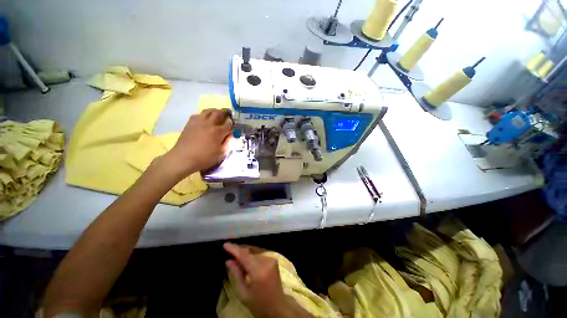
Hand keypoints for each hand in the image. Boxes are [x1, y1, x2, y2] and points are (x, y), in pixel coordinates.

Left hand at [165, 109, 231, 177]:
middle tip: (229, 114)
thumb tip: (232, 136)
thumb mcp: (221, 154)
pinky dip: (204, 115)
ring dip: (215, 111)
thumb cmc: (205, 158)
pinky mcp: (190, 123)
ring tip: (218, 114)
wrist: (183, 158)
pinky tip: (205, 119)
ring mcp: (198, 122)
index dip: (234, 125)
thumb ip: (229, 143)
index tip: (237, 126)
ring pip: (208, 111)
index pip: (229, 125)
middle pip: (219, 113)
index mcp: (218, 132)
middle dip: (226, 112)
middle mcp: (209, 124)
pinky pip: (198, 114)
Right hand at [224, 243, 288, 317]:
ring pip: (254, 252)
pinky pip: (259, 254)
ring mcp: (272, 259)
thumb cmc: (259, 303)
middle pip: (250, 251)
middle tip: (228, 251)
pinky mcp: (274, 259)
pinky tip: (246, 262)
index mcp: (259, 270)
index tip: (225, 244)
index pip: (244, 255)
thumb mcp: (243, 293)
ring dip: (245, 253)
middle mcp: (266, 261)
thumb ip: (236, 274)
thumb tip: (228, 261)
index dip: (234, 249)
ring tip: (236, 258)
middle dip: (239, 251)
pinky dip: (252, 256)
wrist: (278, 306)